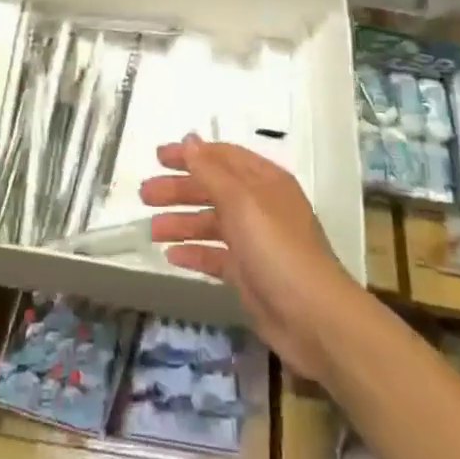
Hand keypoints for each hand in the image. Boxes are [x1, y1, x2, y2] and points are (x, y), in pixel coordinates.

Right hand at [141, 136, 361, 381]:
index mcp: (264, 181)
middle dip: (179, 190)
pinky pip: (215, 256)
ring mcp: (254, 242)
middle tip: (145, 194)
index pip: (222, 156)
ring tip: (151, 230)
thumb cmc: (278, 249)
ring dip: (181, 222)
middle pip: (212, 189)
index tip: (159, 156)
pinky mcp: (249, 275)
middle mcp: (259, 206)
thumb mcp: (242, 202)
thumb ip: (211, 171)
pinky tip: (171, 256)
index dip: (191, 154)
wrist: (314, 319)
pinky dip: (194, 253)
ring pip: (211, 223)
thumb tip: (190, 139)